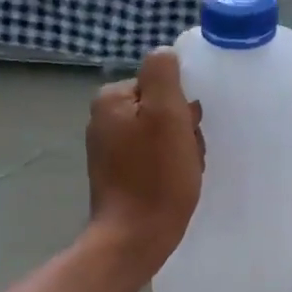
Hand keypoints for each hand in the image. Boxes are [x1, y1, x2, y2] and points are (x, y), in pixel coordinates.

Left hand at [84, 49, 202, 282]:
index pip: (161, 83)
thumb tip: (164, 54)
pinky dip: (169, 168)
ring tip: (184, 172)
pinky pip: (153, 158)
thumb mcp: (167, 114)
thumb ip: (163, 74)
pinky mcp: (117, 174)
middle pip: (161, 108)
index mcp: (111, 99)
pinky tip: (174, 185)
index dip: (182, 106)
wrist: (135, 238)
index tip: (187, 131)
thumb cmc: (156, 176)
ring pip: (161, 135)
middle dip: (182, 129)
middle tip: (187, 155)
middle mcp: (103, 119)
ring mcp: (109, 149)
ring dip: (180, 150)